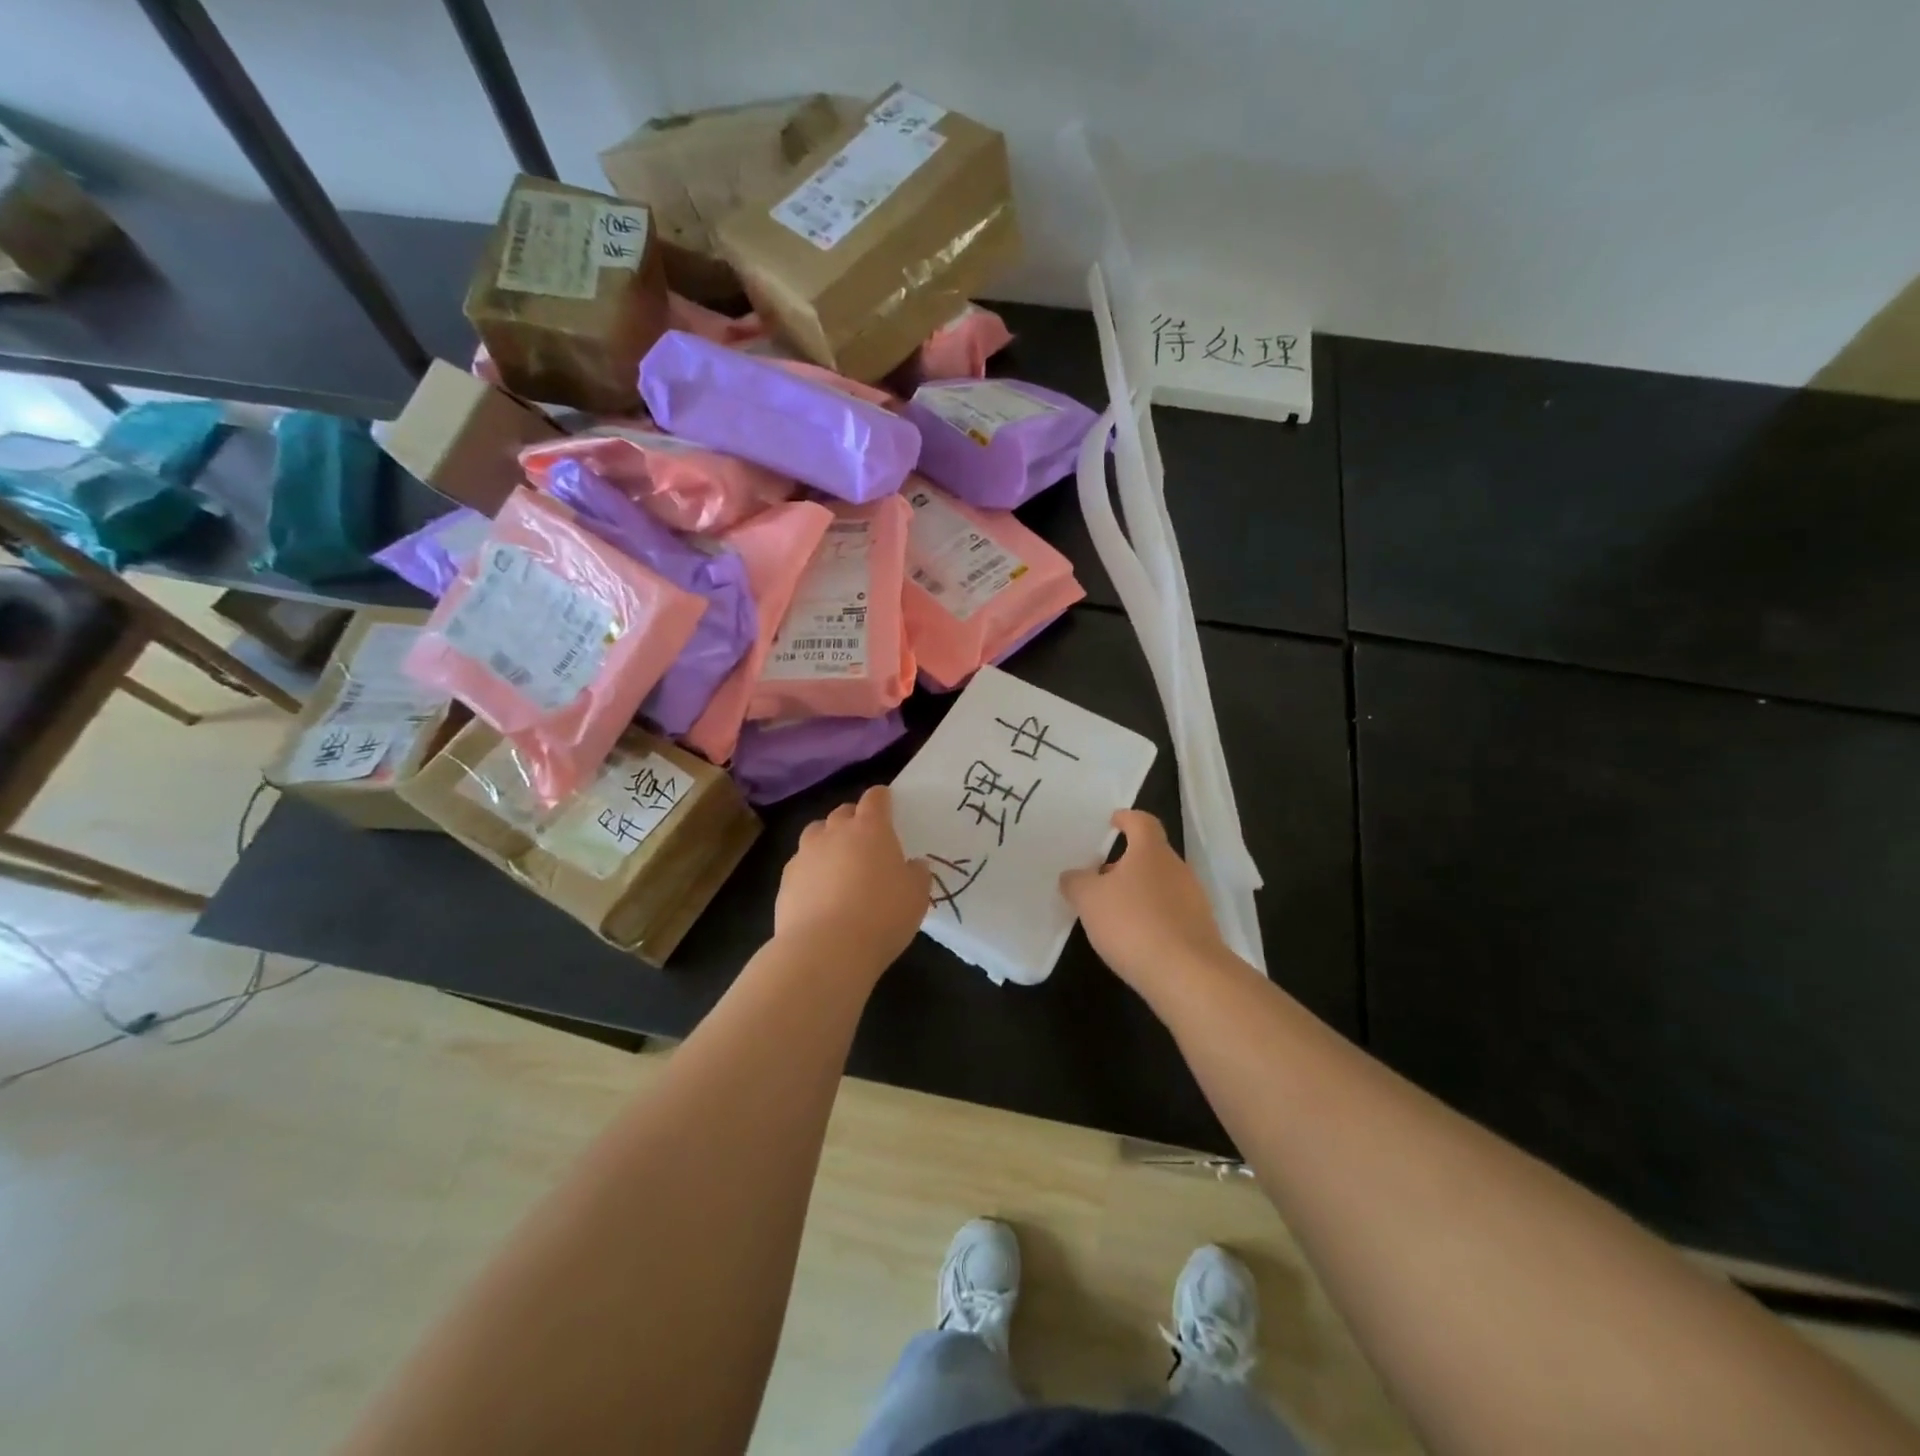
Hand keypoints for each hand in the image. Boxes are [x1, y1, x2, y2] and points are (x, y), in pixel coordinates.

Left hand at [776, 786, 930, 969]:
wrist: (825, 950)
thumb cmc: (882, 916)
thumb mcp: (917, 896)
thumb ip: (917, 874)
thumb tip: (913, 865)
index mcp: (871, 829)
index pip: (875, 798)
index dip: (881, 798)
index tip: (887, 803)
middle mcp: (835, 833)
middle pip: (842, 812)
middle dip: (853, 819)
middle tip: (865, 839)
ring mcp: (805, 855)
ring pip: (816, 834)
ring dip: (827, 841)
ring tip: (838, 863)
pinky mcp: (786, 881)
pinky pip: (801, 865)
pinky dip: (811, 871)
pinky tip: (819, 893)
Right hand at [1061, 811, 1230, 990]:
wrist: (1187, 974)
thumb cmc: (1133, 923)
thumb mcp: (1089, 900)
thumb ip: (1077, 883)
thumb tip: (1072, 876)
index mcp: (1151, 852)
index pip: (1142, 822)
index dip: (1126, 819)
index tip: (1113, 821)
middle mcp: (1178, 869)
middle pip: (1151, 855)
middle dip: (1126, 862)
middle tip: (1101, 876)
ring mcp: (1193, 900)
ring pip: (1161, 885)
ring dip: (1139, 892)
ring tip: (1114, 912)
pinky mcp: (1200, 930)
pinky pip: (1171, 913)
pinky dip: (1152, 917)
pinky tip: (1135, 938)